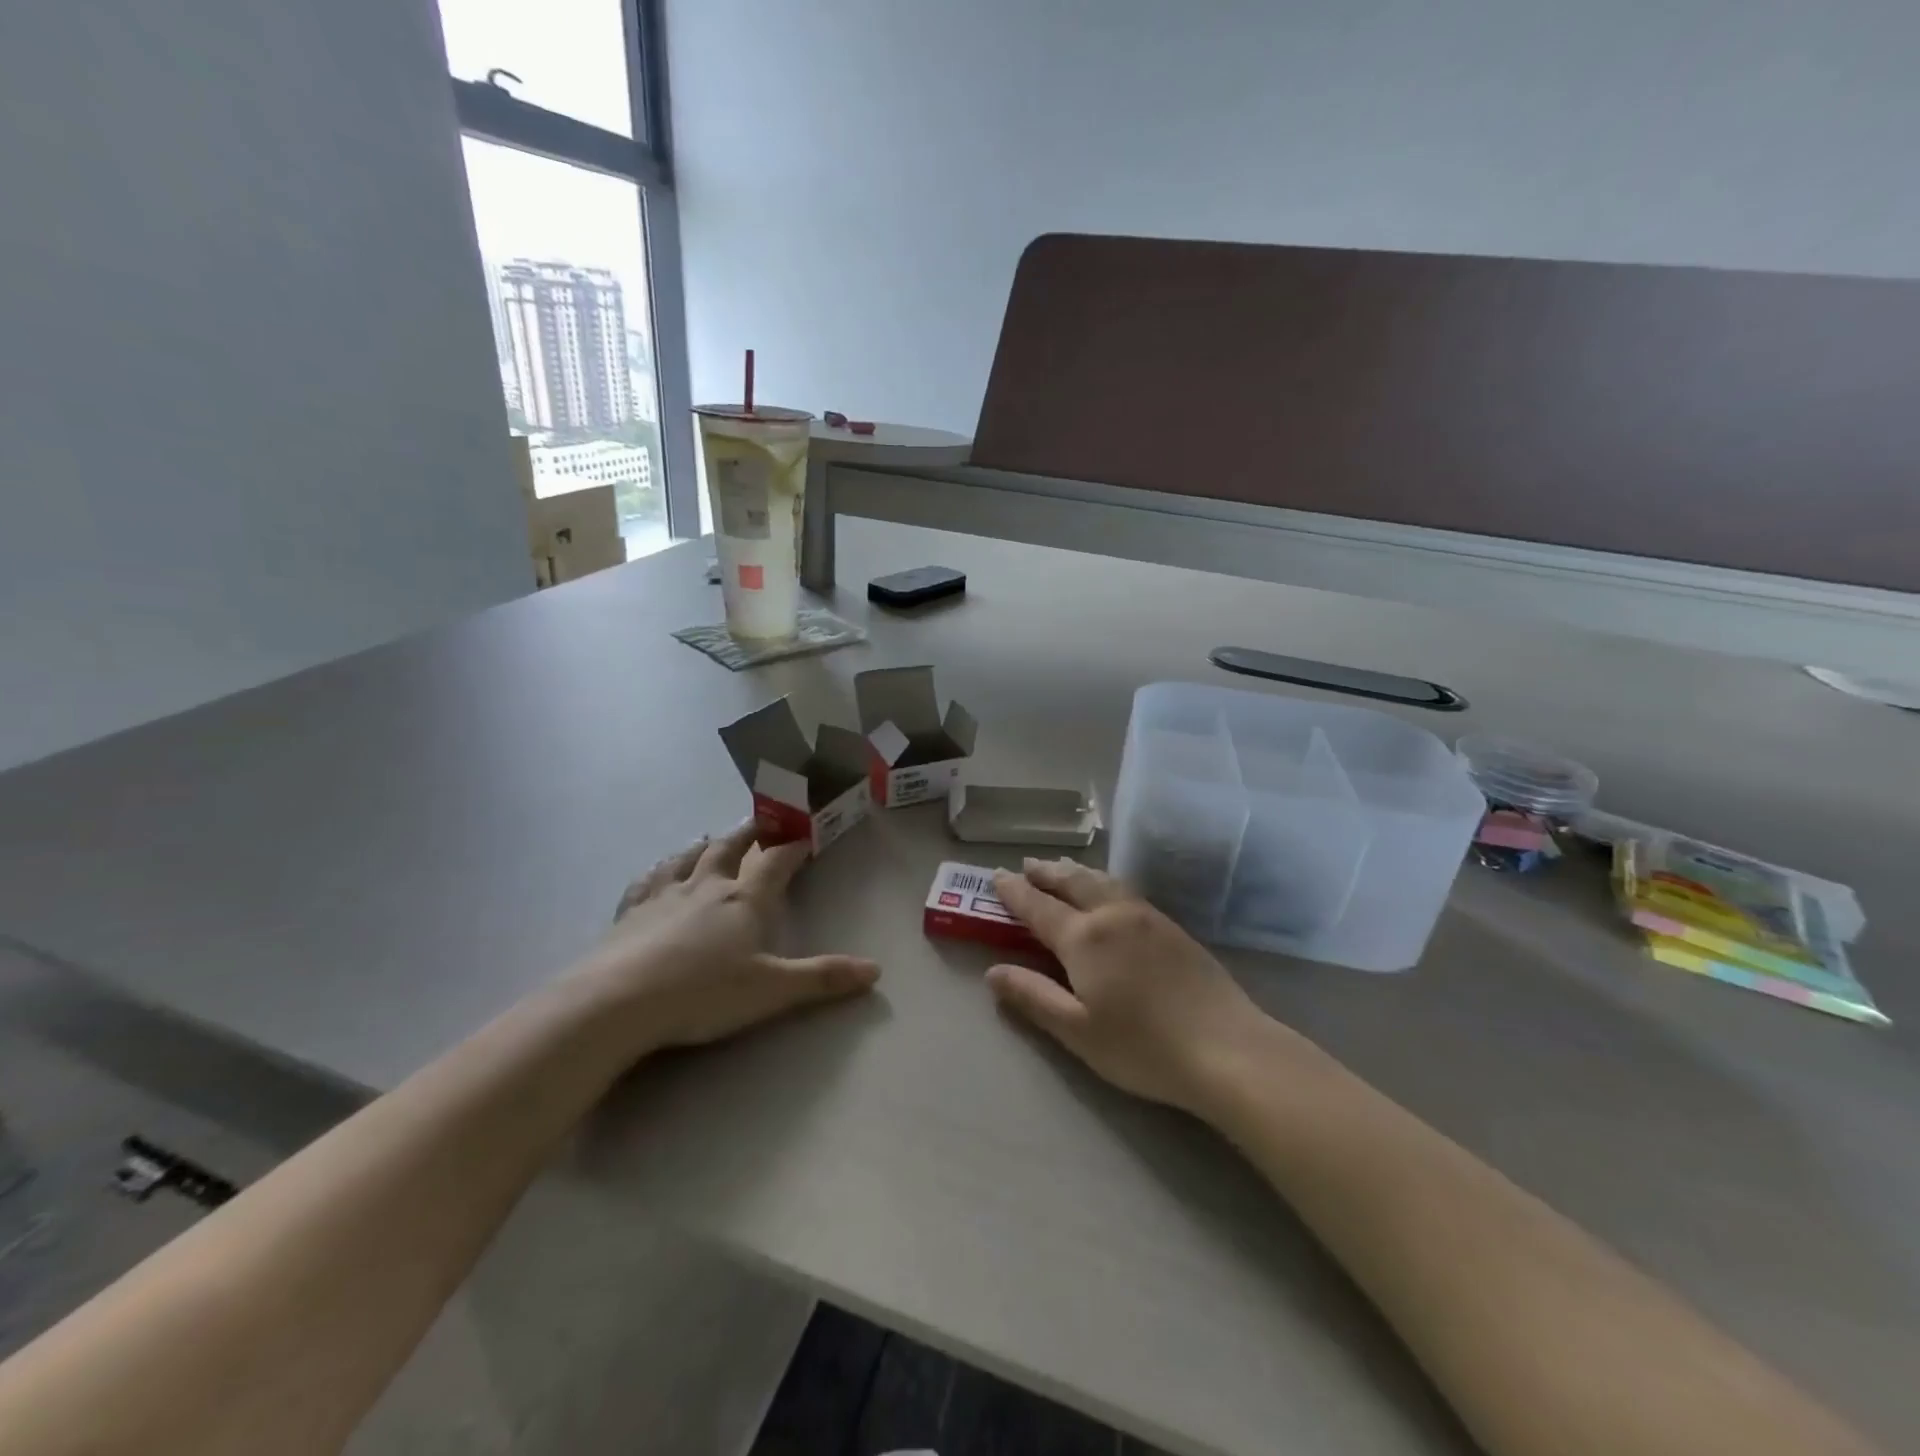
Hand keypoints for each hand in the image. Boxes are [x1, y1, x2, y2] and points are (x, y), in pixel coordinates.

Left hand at [574, 821, 879, 1053]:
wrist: (619, 1002)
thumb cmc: (703, 993)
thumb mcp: (772, 990)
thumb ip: (822, 978)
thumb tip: (875, 970)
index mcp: (745, 900)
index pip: (777, 861)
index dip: (795, 844)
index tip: (808, 829)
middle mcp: (707, 887)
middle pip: (731, 847)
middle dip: (750, 831)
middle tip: (762, 819)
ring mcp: (665, 896)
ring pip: (689, 857)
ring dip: (705, 844)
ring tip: (711, 837)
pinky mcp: (630, 912)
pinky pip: (648, 880)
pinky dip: (659, 870)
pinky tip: (657, 870)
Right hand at [987, 858, 1280, 1115]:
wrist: (1226, 1047)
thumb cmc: (1142, 1046)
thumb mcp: (1077, 1030)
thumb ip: (1032, 996)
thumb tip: (992, 972)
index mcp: (1084, 937)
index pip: (1038, 906)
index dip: (1014, 892)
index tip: (996, 876)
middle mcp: (1112, 914)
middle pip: (1072, 882)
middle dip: (1045, 873)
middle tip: (1026, 865)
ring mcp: (1146, 916)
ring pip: (1101, 881)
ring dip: (1074, 872)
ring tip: (1060, 868)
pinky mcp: (1171, 926)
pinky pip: (1124, 889)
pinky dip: (1101, 881)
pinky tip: (1106, 891)